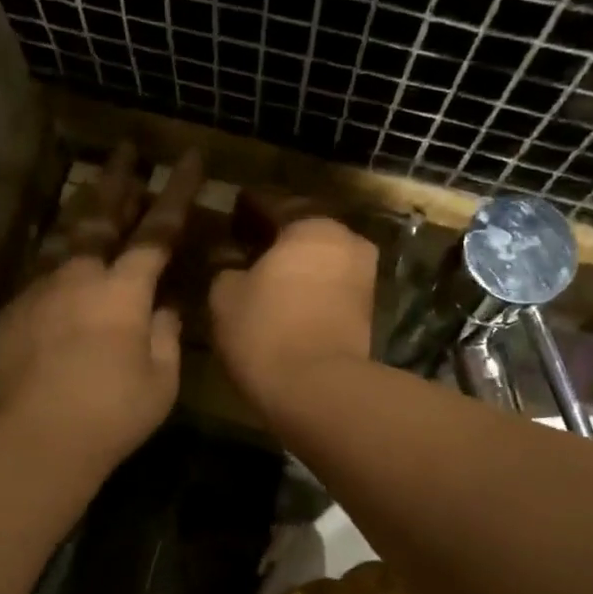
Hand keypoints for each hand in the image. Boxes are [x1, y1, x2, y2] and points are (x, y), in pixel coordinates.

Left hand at [0, 146, 201, 474]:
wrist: (36, 438)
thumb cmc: (111, 414)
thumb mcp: (161, 381)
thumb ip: (165, 337)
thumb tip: (162, 310)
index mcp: (124, 291)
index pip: (157, 231)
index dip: (177, 193)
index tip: (190, 158)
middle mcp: (80, 277)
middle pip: (101, 216)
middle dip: (118, 180)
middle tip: (125, 150)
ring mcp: (41, 291)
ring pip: (63, 237)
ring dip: (81, 209)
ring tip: (90, 188)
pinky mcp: (14, 312)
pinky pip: (41, 273)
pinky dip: (57, 259)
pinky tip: (60, 262)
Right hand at [209, 215, 376, 417]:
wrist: (318, 390)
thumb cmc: (266, 331)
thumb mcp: (225, 295)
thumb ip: (226, 268)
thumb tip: (232, 264)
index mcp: (312, 225)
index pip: (273, 203)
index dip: (247, 206)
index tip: (231, 210)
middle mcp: (346, 242)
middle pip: (303, 231)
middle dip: (275, 237)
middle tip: (245, 244)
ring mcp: (362, 278)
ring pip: (319, 260)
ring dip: (294, 265)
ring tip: (262, 276)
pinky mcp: (366, 312)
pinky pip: (328, 287)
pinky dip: (307, 288)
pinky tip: (283, 300)